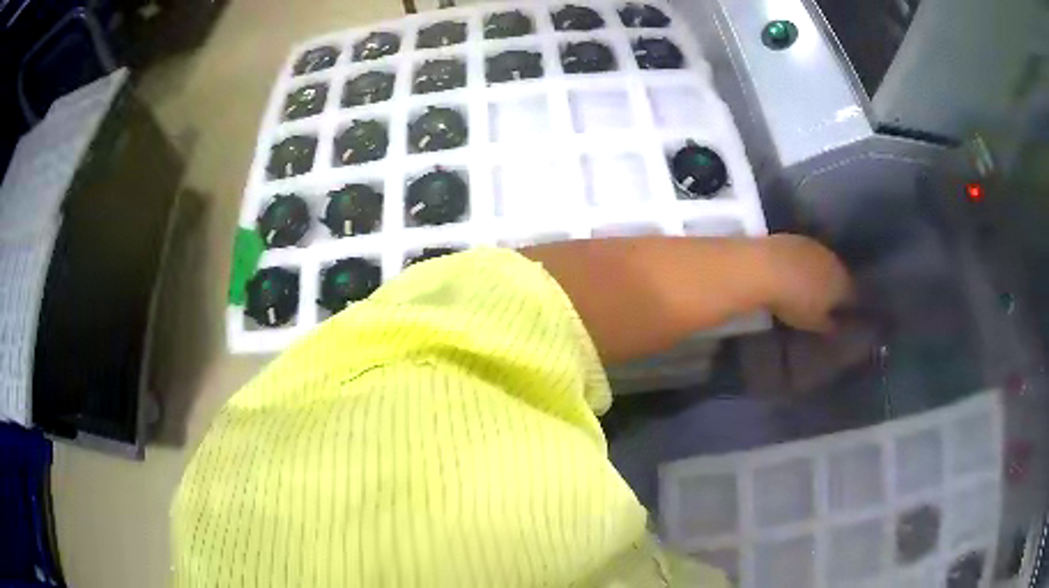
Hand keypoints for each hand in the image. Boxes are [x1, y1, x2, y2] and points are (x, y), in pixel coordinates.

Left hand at [760, 234, 851, 332]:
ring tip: (806, 286)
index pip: (852, 297)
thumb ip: (828, 325)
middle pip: (838, 275)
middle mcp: (834, 260)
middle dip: (833, 288)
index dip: (847, 308)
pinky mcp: (795, 237)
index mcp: (843, 283)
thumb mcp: (813, 323)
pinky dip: (801, 263)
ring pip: (822, 262)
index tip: (840, 317)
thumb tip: (836, 325)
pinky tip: (791, 271)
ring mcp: (814, 245)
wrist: (764, 267)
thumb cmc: (794, 301)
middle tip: (823, 302)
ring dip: (817, 273)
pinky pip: (804, 254)